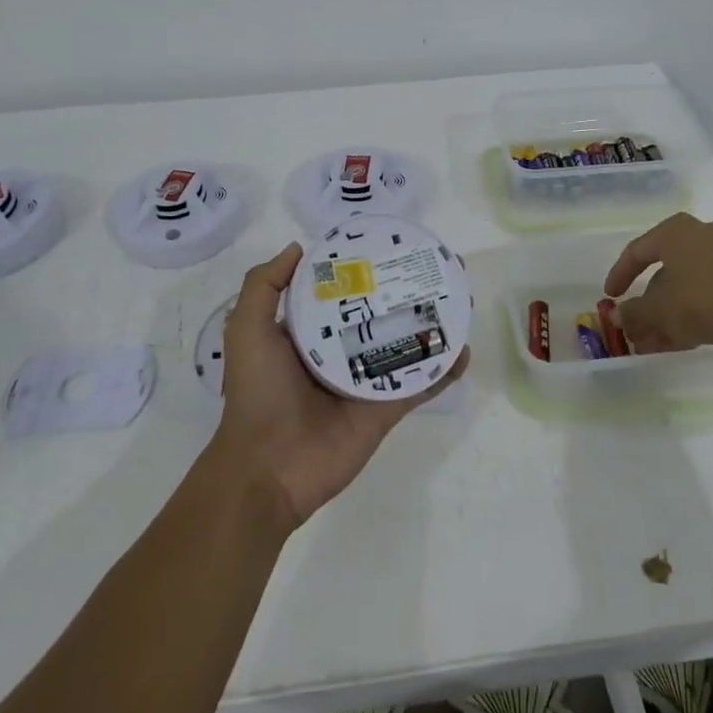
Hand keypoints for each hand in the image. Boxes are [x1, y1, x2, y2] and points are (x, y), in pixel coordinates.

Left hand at [212, 242, 468, 529]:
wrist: (268, 468)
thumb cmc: (258, 393)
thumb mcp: (248, 331)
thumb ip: (263, 286)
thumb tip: (298, 247)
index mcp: (311, 332)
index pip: (344, 291)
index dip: (367, 268)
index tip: (393, 244)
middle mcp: (342, 350)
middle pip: (384, 312)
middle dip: (410, 289)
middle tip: (440, 265)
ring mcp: (368, 380)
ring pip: (408, 343)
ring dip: (435, 322)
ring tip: (462, 297)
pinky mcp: (387, 408)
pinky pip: (421, 384)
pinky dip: (444, 369)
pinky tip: (465, 349)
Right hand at [604, 213, 712, 352]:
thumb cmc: (701, 301)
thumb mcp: (658, 310)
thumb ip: (633, 312)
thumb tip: (616, 316)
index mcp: (676, 231)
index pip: (637, 251)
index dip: (619, 275)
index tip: (610, 297)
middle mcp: (703, 234)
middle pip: (665, 271)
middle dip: (648, 302)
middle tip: (636, 325)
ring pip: (688, 285)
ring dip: (669, 312)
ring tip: (656, 342)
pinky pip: (710, 292)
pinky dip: (693, 312)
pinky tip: (684, 339)